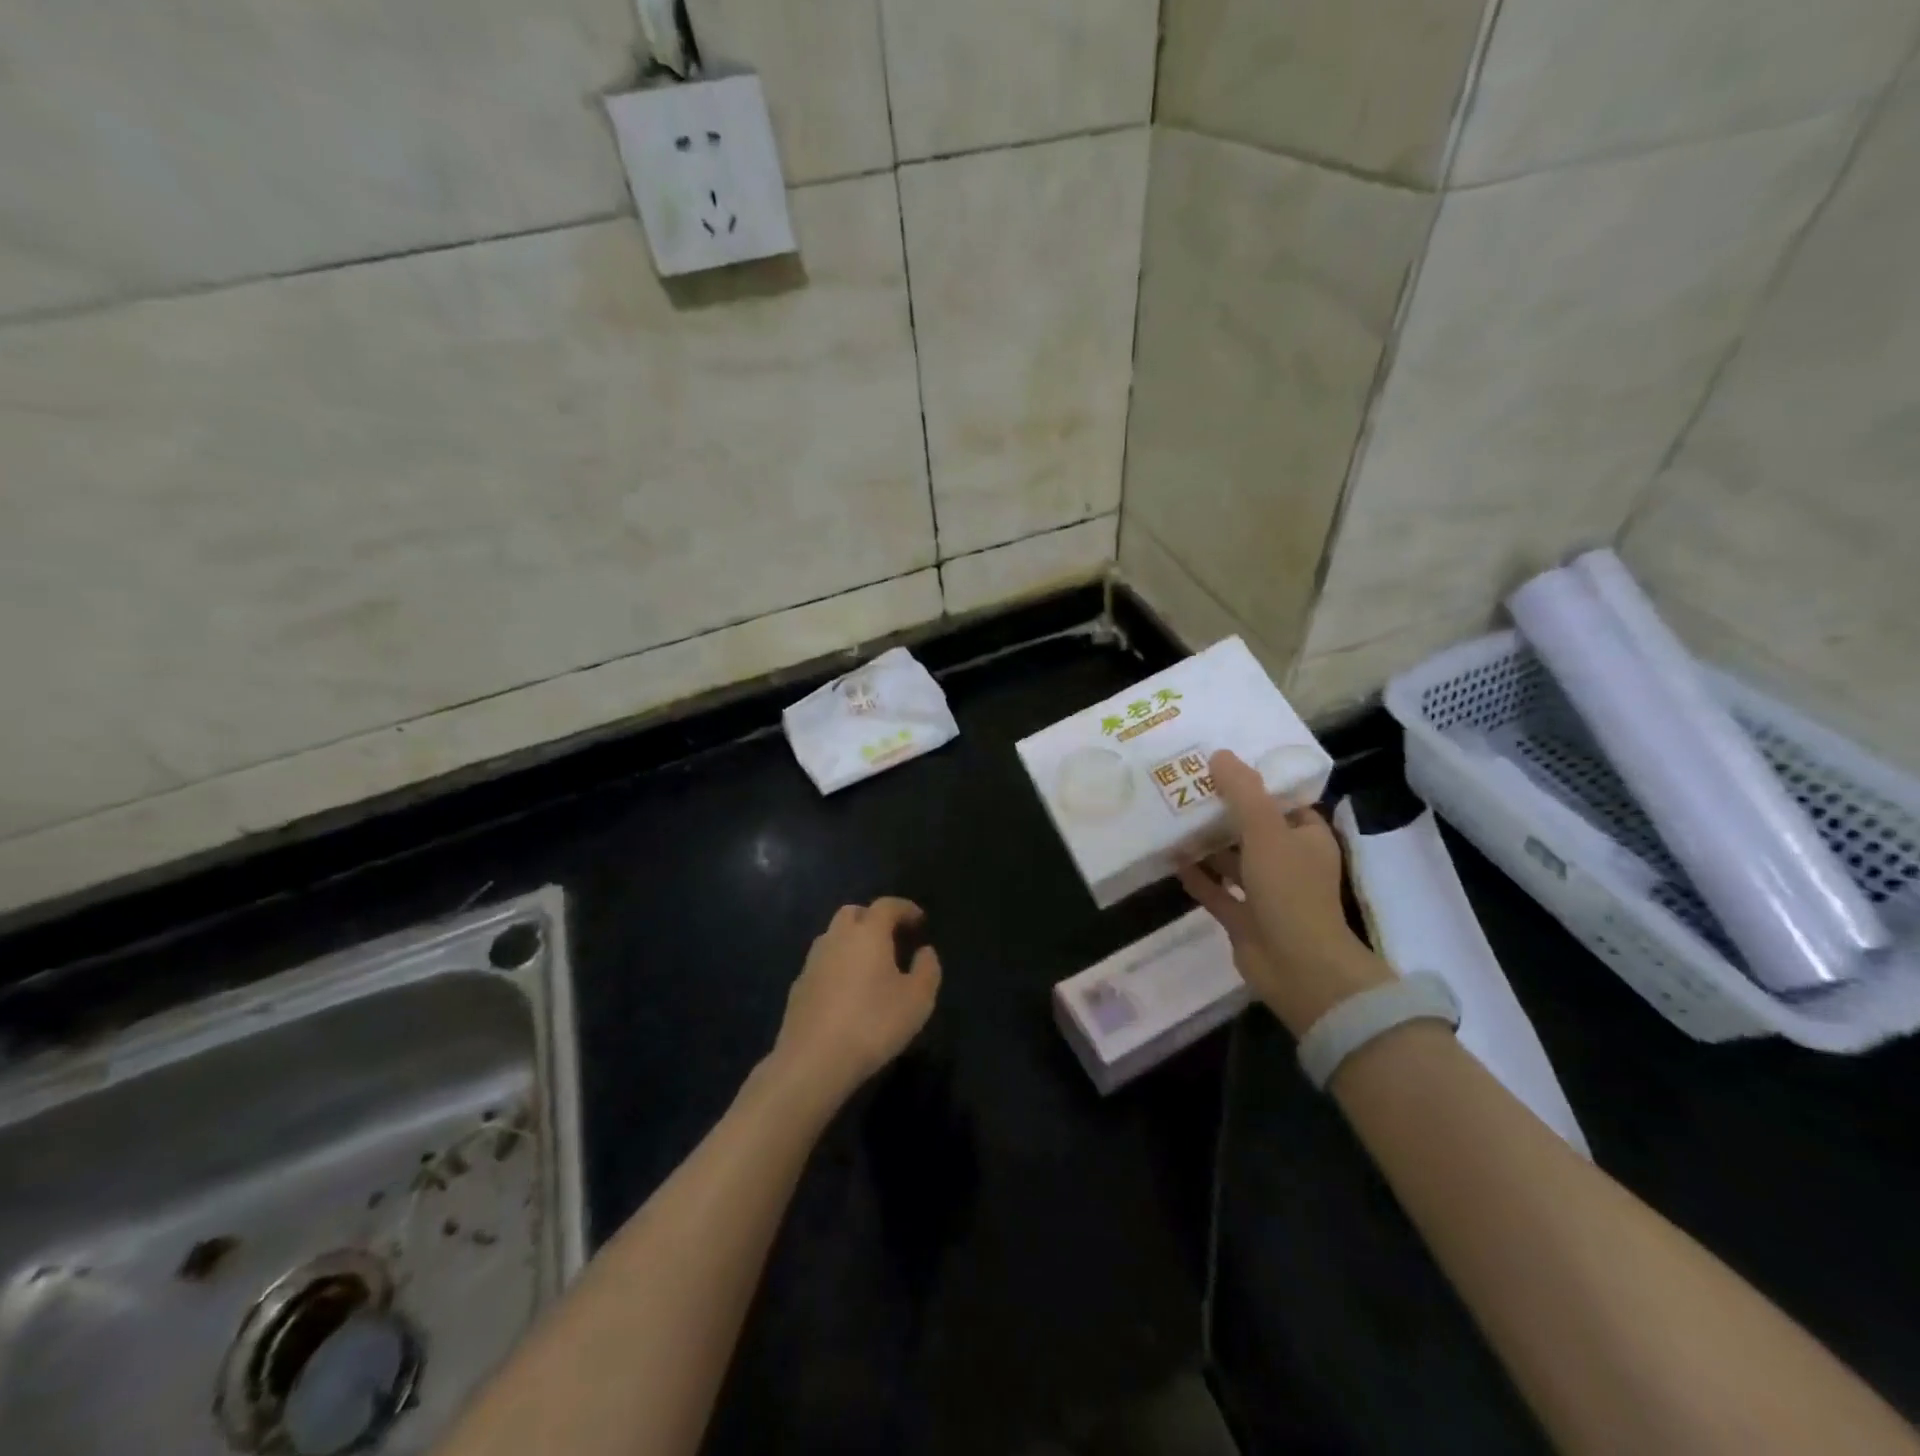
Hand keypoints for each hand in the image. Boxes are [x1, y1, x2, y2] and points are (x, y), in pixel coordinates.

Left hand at [769, 897, 941, 1107]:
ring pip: (833, 936)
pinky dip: (837, 966)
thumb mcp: (917, 1000)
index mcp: (868, 933)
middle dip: (873, 918)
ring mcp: (812, 961)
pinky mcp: (798, 987)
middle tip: (892, 937)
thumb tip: (925, 951)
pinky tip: (846, 991)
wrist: (813, 1060)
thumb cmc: (873, 1023)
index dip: (905, 908)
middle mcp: (837, 938)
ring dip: (852, 941)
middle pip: (854, 913)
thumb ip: (927, 970)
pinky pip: (822, 963)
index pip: (887, 905)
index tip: (919, 920)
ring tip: (870, 964)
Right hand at [1177, 750, 1391, 1036]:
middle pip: (1252, 829)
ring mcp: (1267, 894)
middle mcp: (1289, 863)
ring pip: (1233, 861)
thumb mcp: (1266, 831)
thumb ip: (1242, 792)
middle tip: (1187, 789)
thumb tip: (1219, 755)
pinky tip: (1172, 859)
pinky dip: (1198, 876)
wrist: (1297, 967)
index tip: (1220, 767)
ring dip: (1207, 844)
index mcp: (1307, 838)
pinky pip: (1218, 891)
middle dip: (1222, 812)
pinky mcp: (1245, 919)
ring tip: (1172, 819)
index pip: (1281, 802)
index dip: (1253, 784)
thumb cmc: (1289, 891)